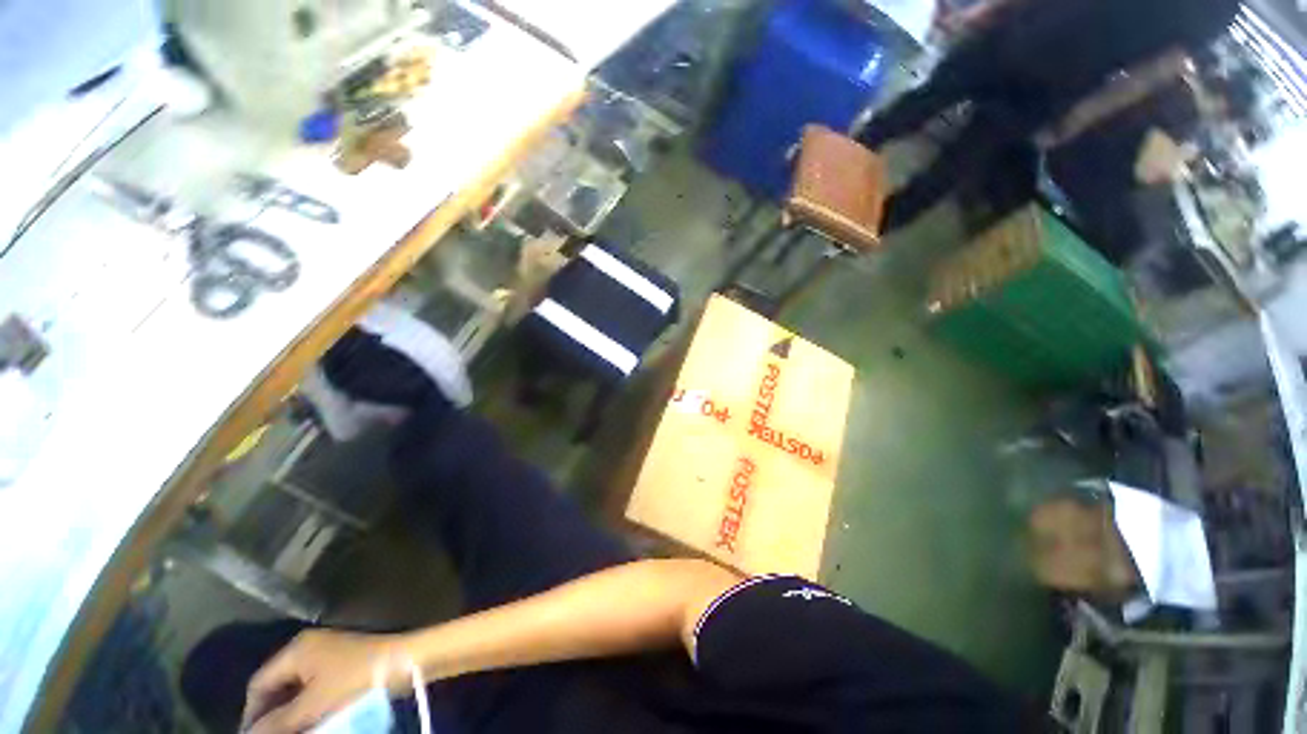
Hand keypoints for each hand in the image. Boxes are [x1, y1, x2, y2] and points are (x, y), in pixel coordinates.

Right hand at [242, 629, 412, 733]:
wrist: (407, 661)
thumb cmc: (357, 681)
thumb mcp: (312, 706)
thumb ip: (278, 722)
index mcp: (296, 649)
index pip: (258, 684)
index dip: (251, 715)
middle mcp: (309, 647)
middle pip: (277, 686)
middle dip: (271, 715)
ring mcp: (329, 653)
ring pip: (296, 689)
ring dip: (290, 713)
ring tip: (291, 733)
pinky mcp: (345, 662)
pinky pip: (315, 687)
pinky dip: (308, 706)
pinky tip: (311, 723)